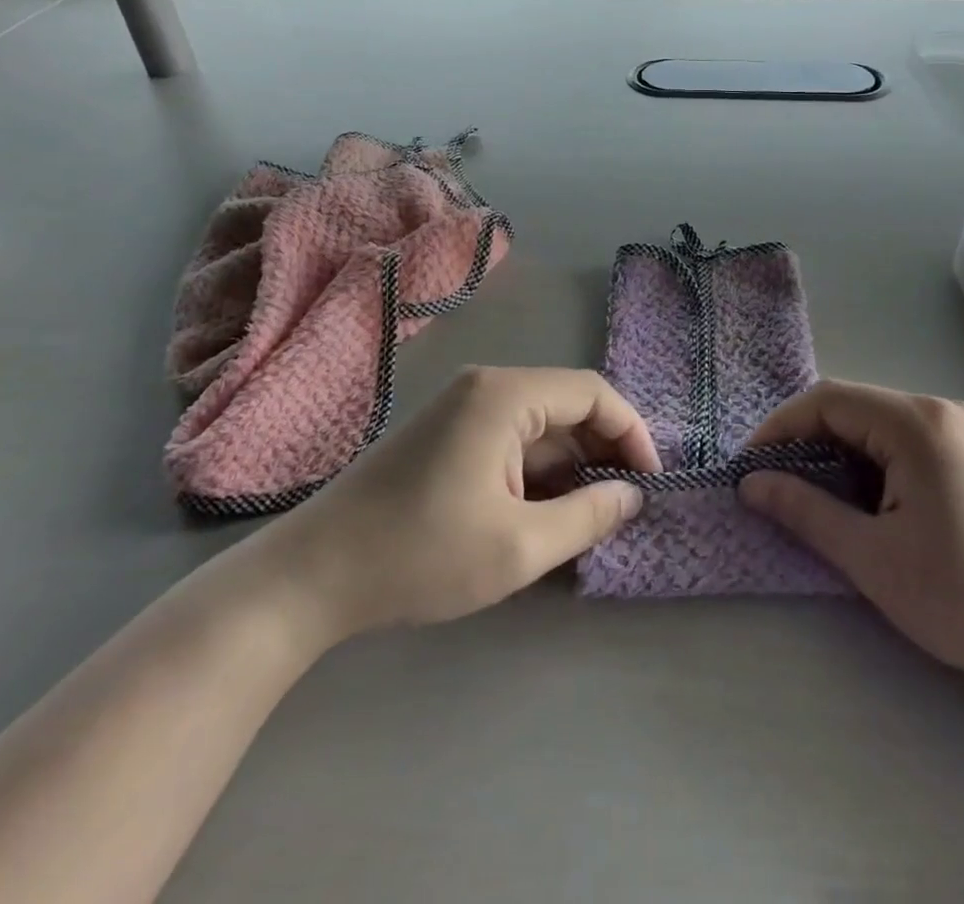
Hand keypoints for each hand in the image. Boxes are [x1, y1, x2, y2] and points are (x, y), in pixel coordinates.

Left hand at [244, 367, 657, 656]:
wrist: (313, 575)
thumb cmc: (420, 555)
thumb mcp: (518, 547)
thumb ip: (588, 517)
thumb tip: (633, 496)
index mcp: (506, 395)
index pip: (592, 393)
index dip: (631, 433)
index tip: (650, 483)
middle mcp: (487, 387)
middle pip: (567, 405)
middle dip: (603, 452)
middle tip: (625, 505)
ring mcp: (462, 409)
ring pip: (540, 426)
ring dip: (572, 466)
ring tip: (592, 517)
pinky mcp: (447, 435)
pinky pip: (511, 441)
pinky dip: (539, 472)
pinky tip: (546, 514)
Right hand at [738, 380, 963, 752]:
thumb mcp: (874, 560)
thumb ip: (805, 512)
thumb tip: (750, 483)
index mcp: (916, 423)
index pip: (826, 400)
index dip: (778, 428)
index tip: (748, 469)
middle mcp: (939, 411)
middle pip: (852, 407)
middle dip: (805, 442)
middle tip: (775, 488)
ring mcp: (963, 431)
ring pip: (877, 425)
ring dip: (837, 454)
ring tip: (813, 500)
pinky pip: (904, 442)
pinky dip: (870, 464)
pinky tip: (865, 504)